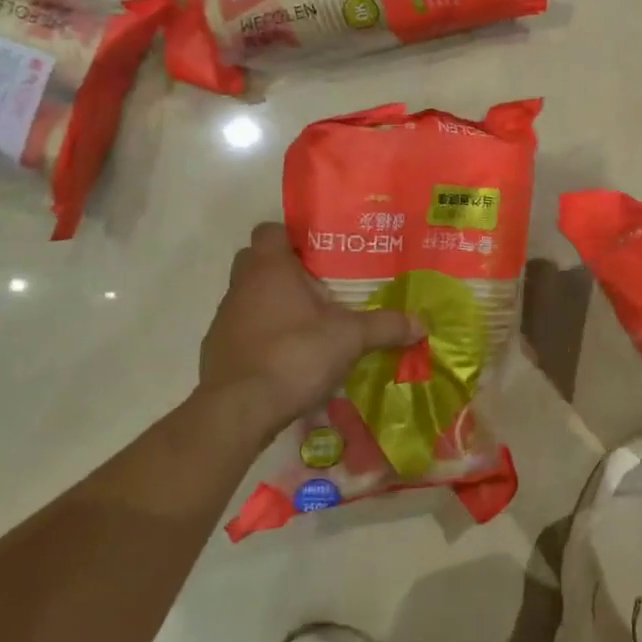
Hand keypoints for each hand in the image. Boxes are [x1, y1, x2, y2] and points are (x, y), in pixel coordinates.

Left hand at [201, 223, 421, 441]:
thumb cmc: (294, 354)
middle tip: (322, 285)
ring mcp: (225, 319)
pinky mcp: (219, 352)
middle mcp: (241, 286)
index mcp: (269, 268)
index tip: (322, 251)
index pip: (271, 230)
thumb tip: (422, 323)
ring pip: (251, 298)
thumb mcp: (351, 337)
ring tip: (313, 323)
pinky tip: (292, 357)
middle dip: (287, 270)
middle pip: (259, 262)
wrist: (238, 411)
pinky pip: (245, 331)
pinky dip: (265, 337)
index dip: (294, 236)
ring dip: (276, 305)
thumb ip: (386, 325)